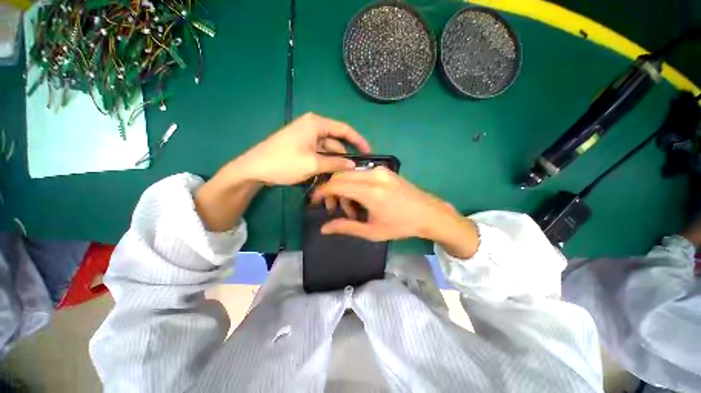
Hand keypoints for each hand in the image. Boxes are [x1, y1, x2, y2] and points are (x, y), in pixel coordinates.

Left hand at [233, 113, 370, 184]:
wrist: (253, 168)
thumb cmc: (284, 162)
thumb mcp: (313, 164)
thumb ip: (335, 164)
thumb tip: (353, 165)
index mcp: (316, 124)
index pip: (344, 129)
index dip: (358, 140)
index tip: (368, 152)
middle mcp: (312, 127)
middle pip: (335, 141)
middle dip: (344, 156)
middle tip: (354, 171)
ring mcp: (305, 137)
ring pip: (327, 150)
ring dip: (334, 163)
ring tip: (341, 177)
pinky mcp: (301, 146)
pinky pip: (318, 153)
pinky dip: (324, 163)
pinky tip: (329, 174)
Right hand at [310, 167, 479, 257]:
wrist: (428, 213)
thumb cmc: (401, 226)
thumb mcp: (372, 231)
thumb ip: (346, 227)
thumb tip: (324, 229)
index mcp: (370, 191)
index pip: (336, 184)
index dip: (322, 191)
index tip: (314, 201)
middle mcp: (373, 175)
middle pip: (340, 176)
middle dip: (332, 191)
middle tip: (335, 209)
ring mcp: (380, 170)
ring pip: (350, 174)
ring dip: (344, 189)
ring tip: (351, 208)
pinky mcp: (385, 170)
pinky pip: (361, 173)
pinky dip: (355, 184)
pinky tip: (361, 199)